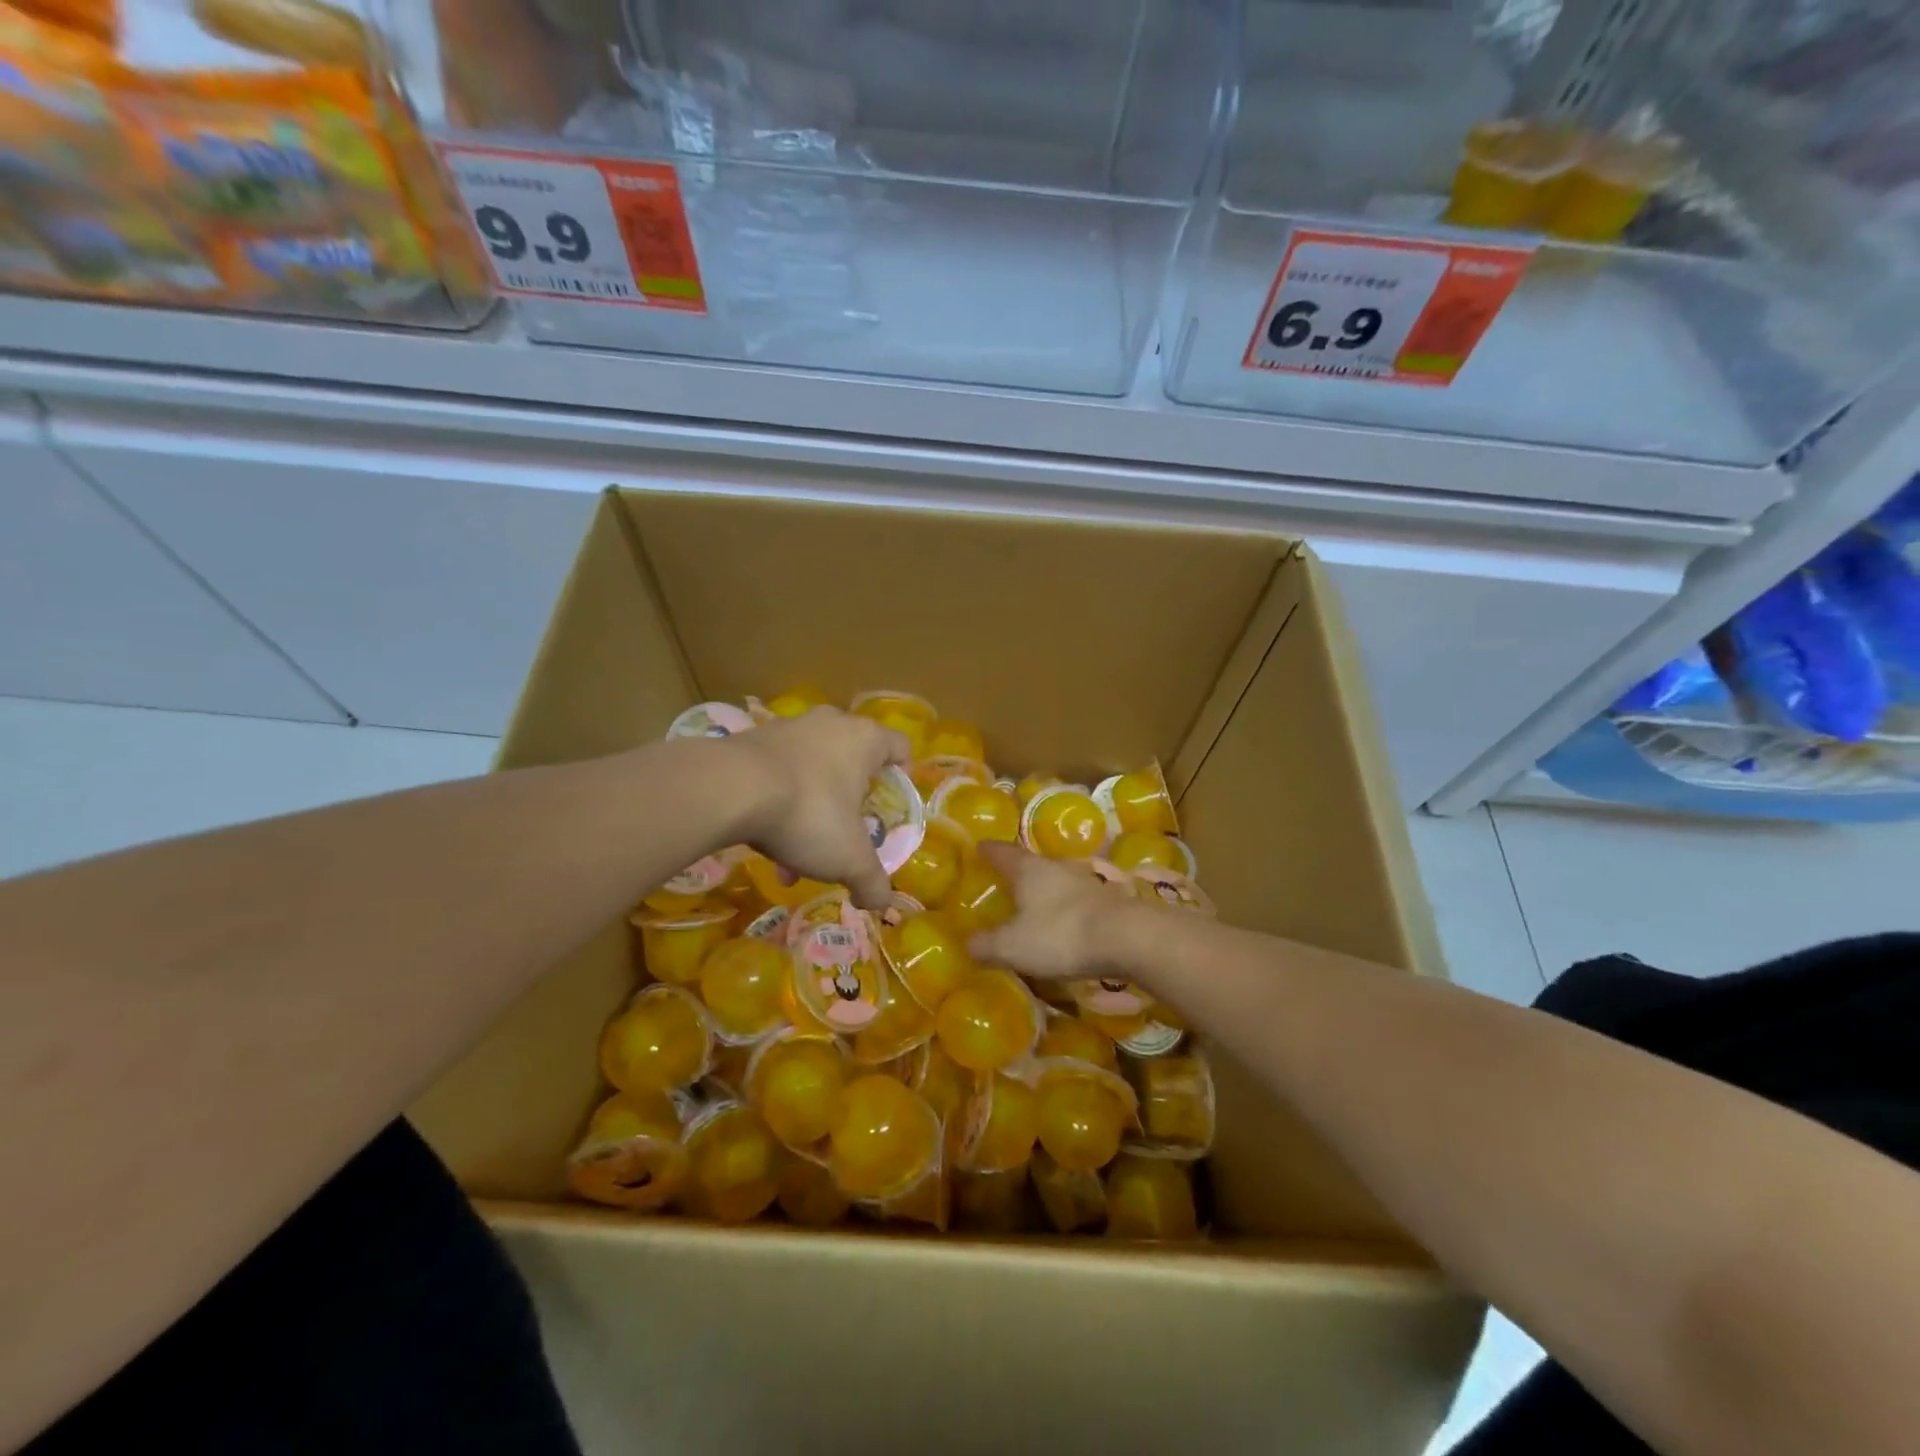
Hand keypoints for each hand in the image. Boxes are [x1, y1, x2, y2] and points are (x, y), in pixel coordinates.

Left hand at [727, 707, 909, 910]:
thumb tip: (881, 903)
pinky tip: (766, 839)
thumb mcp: (849, 859)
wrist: (727, 789)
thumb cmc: (808, 813)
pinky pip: (778, 771)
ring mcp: (789, 727)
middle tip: (845, 831)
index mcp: (866, 739)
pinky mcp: (752, 738)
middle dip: (850, 799)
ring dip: (811, 806)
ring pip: (812, 769)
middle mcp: (831, 723)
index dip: (903, 775)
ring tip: (797, 853)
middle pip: (853, 759)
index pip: (900, 747)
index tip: (892, 806)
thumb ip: (872, 882)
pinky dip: (779, 801)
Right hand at [967, 842, 1147, 981]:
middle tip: (1003, 878)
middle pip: (1031, 863)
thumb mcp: (1013, 947)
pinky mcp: (1107, 900)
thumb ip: (986, 945)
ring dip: (1044, 888)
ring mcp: (1086, 881)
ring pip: (1057, 879)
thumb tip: (967, 944)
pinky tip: (1064, 921)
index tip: (978, 846)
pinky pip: (1076, 899)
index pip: (1002, 852)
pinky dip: (1065, 906)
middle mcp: (1057, 868)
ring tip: (1033, 901)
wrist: (1128, 938)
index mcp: (1029, 870)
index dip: (988, 850)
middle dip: (1017, 870)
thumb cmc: (1061, 934)